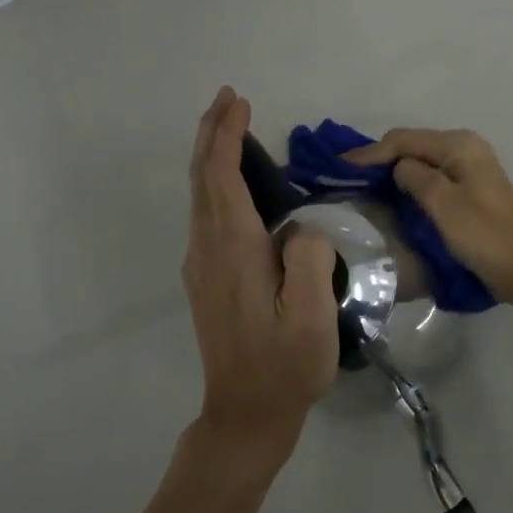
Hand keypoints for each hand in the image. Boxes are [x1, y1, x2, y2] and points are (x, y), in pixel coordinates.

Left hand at [182, 88, 338, 465]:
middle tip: (228, 98)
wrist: (245, 414)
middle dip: (212, 133)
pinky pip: (206, 214)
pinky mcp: (207, 278)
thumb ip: (308, 259)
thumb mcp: (312, 317)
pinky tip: (232, 181)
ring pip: (200, 195)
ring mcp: (203, 265)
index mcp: (234, 252)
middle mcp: (209, 250)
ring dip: (210, 155)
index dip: (227, 137)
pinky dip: (215, 182)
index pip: (222, 178)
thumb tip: (301, 227)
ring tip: (230, 126)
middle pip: (202, 179)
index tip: (239, 103)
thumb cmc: (285, 366)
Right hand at [343, 128, 512, 305]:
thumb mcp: (443, 204)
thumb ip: (414, 177)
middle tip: (348, 179)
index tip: (340, 169)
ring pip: (421, 161)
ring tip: (364, 186)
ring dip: (394, 171)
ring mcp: (470, 166)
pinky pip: (432, 175)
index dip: (371, 153)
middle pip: (413, 145)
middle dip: (381, 159)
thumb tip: (398, 167)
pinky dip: (411, 182)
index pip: (404, 140)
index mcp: (459, 145)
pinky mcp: (471, 186)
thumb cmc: (484, 236)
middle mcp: (466, 147)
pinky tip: (394, 195)